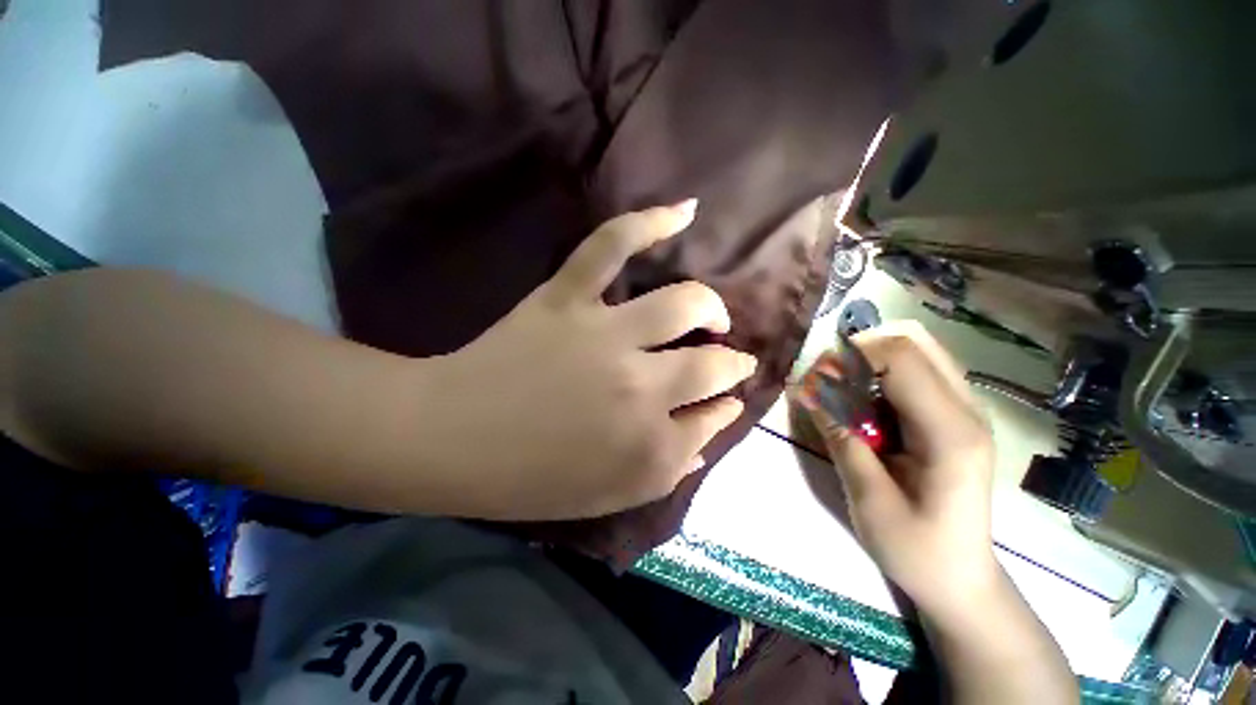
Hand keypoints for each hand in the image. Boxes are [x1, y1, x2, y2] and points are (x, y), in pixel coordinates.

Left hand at [425, 201, 756, 520]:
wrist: (449, 441)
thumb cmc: (529, 480)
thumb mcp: (610, 495)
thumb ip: (669, 469)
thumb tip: (709, 437)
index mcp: (649, 446)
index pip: (712, 420)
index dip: (724, 410)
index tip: (727, 403)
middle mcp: (642, 387)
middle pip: (712, 366)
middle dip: (732, 365)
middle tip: (732, 361)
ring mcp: (606, 335)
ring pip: (683, 304)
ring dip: (711, 309)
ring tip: (714, 316)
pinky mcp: (568, 298)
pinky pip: (613, 246)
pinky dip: (649, 221)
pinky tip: (685, 212)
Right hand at [796, 322, 997, 614]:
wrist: (960, 578)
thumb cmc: (915, 548)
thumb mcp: (867, 496)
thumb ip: (839, 436)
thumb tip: (806, 390)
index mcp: (950, 432)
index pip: (902, 358)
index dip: (852, 357)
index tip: (818, 380)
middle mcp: (967, 409)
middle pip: (913, 342)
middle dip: (860, 352)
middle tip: (828, 381)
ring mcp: (966, 410)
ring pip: (917, 350)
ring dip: (871, 361)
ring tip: (843, 392)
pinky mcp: (955, 415)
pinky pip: (918, 371)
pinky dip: (882, 374)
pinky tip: (865, 405)